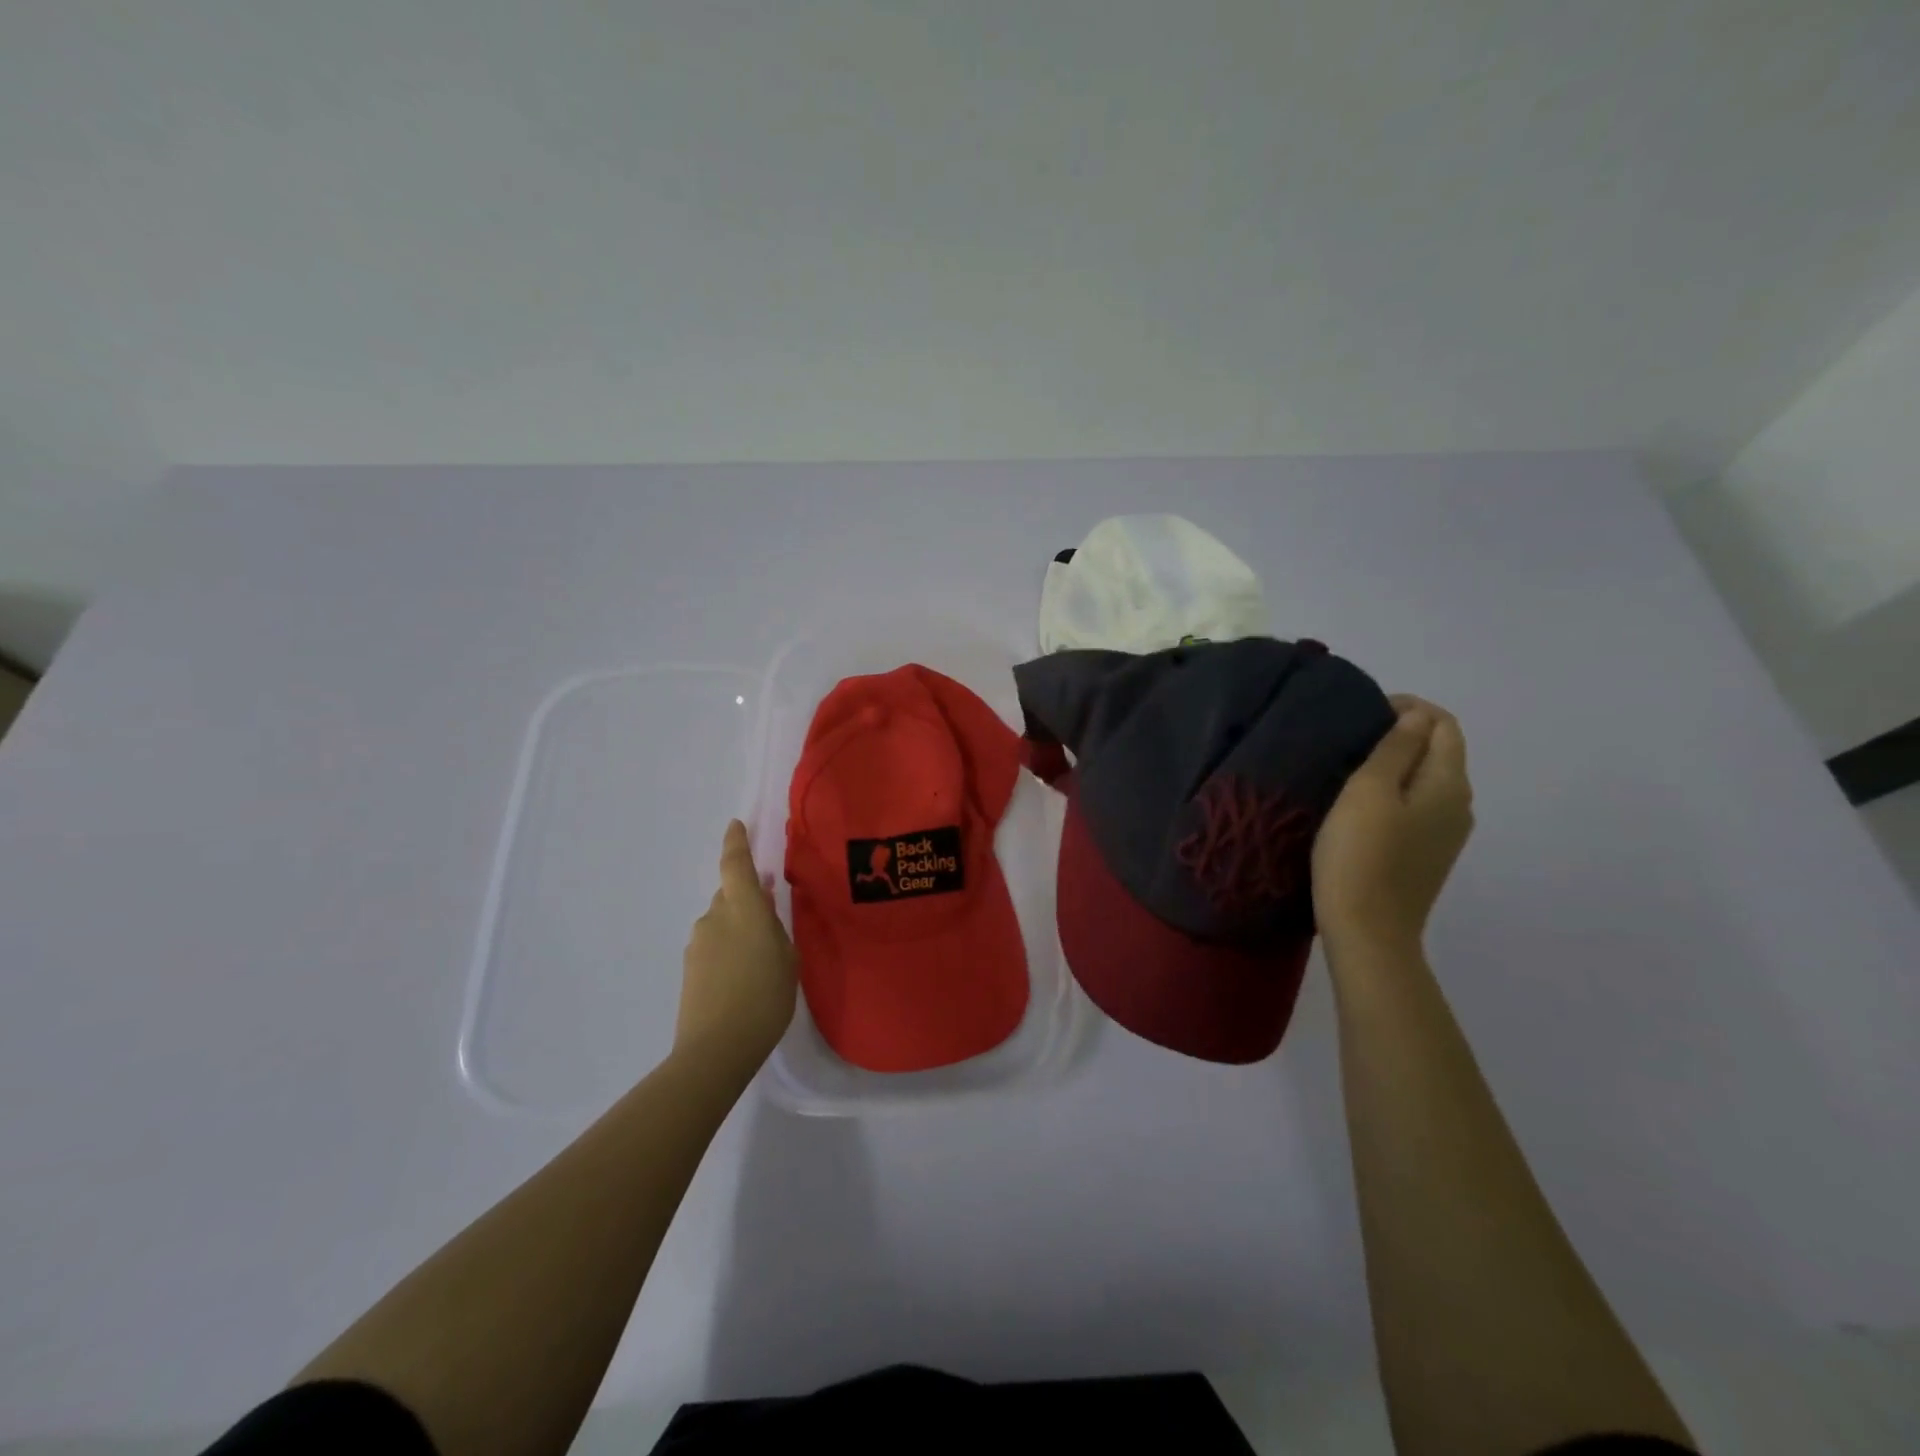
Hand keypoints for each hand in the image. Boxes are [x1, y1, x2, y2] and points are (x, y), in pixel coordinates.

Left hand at [676, 820, 797, 1073]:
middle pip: (730, 896)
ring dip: (738, 929)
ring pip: (722, 923)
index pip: (736, 865)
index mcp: (744, 909)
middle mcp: (715, 918)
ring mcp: (698, 943)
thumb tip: (763, 907)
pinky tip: (743, 977)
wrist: (715, 1049)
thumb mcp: (787, 959)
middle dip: (747, 900)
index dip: (736, 842)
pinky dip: (728, 950)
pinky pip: (713, 946)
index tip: (736, 825)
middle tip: (770, 918)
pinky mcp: (689, 969)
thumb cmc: (765, 998)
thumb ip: (774, 928)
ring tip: (760, 959)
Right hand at [1312, 695, 1473, 952]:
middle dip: (1404, 732)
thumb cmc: (1361, 854)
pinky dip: (1397, 790)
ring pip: (1428, 780)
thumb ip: (1396, 748)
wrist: (1367, 929)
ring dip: (1398, 762)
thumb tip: (1417, 716)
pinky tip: (1363, 802)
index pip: (1444, 725)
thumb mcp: (1370, 791)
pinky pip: (1419, 805)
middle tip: (1354, 734)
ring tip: (1353, 763)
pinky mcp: (1427, 854)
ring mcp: (1446, 834)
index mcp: (1449, 783)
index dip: (1411, 707)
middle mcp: (1459, 805)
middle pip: (1441, 751)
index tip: (1366, 708)